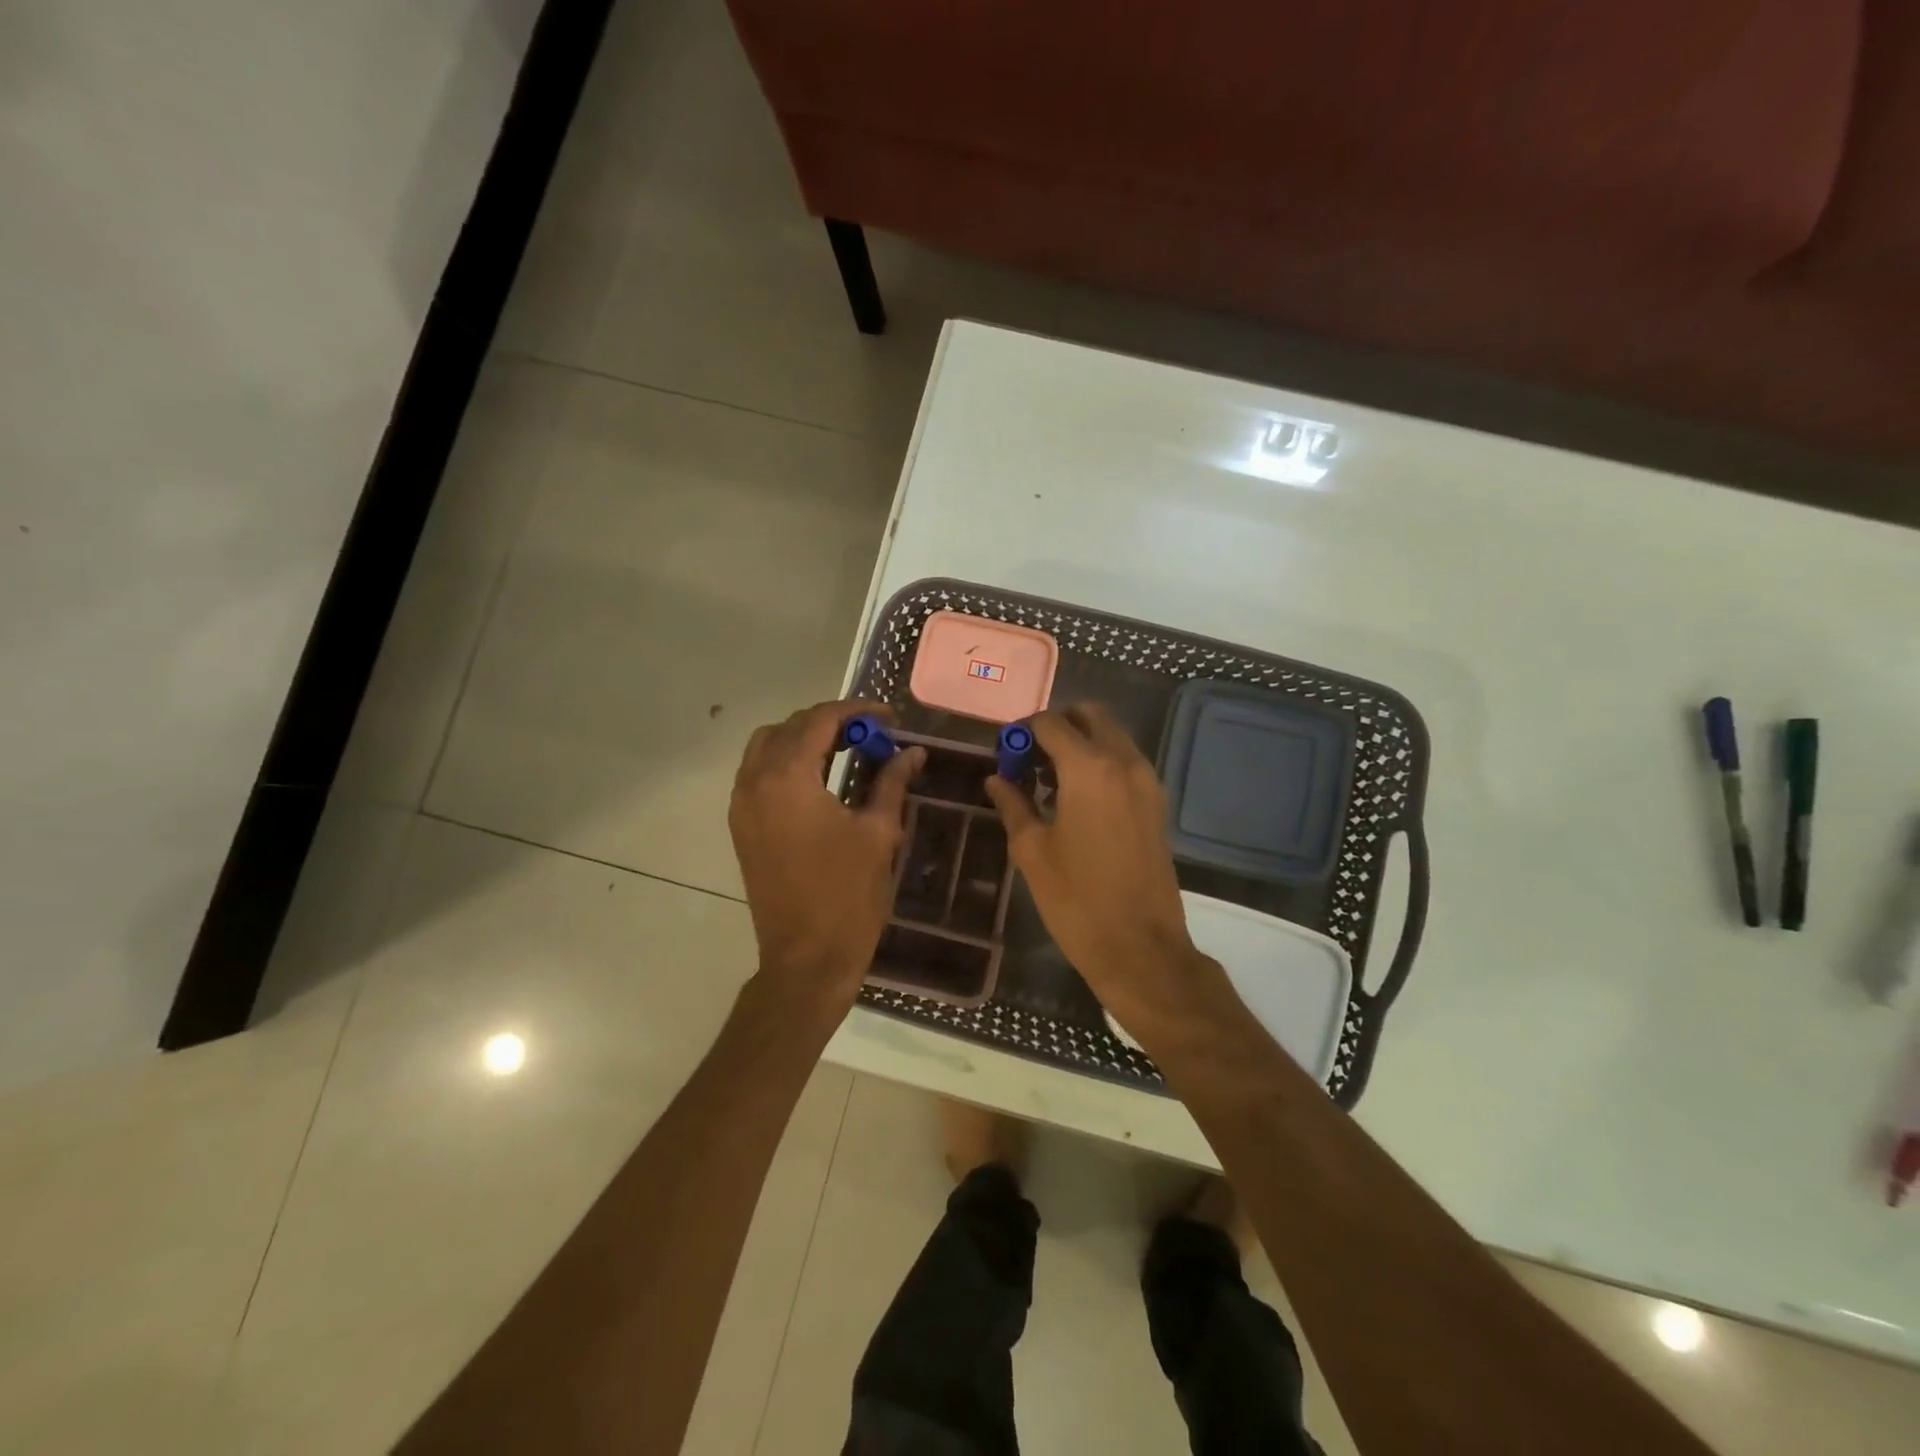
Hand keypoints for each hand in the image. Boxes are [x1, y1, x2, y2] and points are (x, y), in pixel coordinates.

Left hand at [729, 699, 923, 1012]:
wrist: (807, 958)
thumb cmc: (848, 894)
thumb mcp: (878, 832)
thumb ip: (892, 782)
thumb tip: (912, 752)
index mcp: (788, 778)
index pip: (820, 721)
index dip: (857, 711)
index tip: (889, 718)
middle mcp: (755, 783)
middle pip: (789, 728)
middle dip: (830, 722)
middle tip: (870, 734)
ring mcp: (742, 806)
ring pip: (766, 748)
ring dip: (804, 740)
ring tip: (845, 751)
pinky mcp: (742, 828)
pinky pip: (758, 775)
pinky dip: (786, 764)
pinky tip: (820, 780)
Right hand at [984, 704, 1215, 1030]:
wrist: (1141, 948)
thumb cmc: (1077, 900)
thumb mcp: (1032, 851)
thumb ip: (1013, 804)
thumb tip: (996, 778)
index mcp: (1090, 768)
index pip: (1051, 723)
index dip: (1022, 731)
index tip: (1005, 752)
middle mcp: (1125, 762)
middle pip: (1090, 716)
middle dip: (1057, 726)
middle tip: (1029, 757)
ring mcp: (1147, 781)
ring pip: (1112, 736)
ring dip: (1080, 743)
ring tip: (1047, 779)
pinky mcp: (1157, 803)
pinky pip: (1125, 762)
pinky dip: (1100, 762)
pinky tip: (1075, 798)